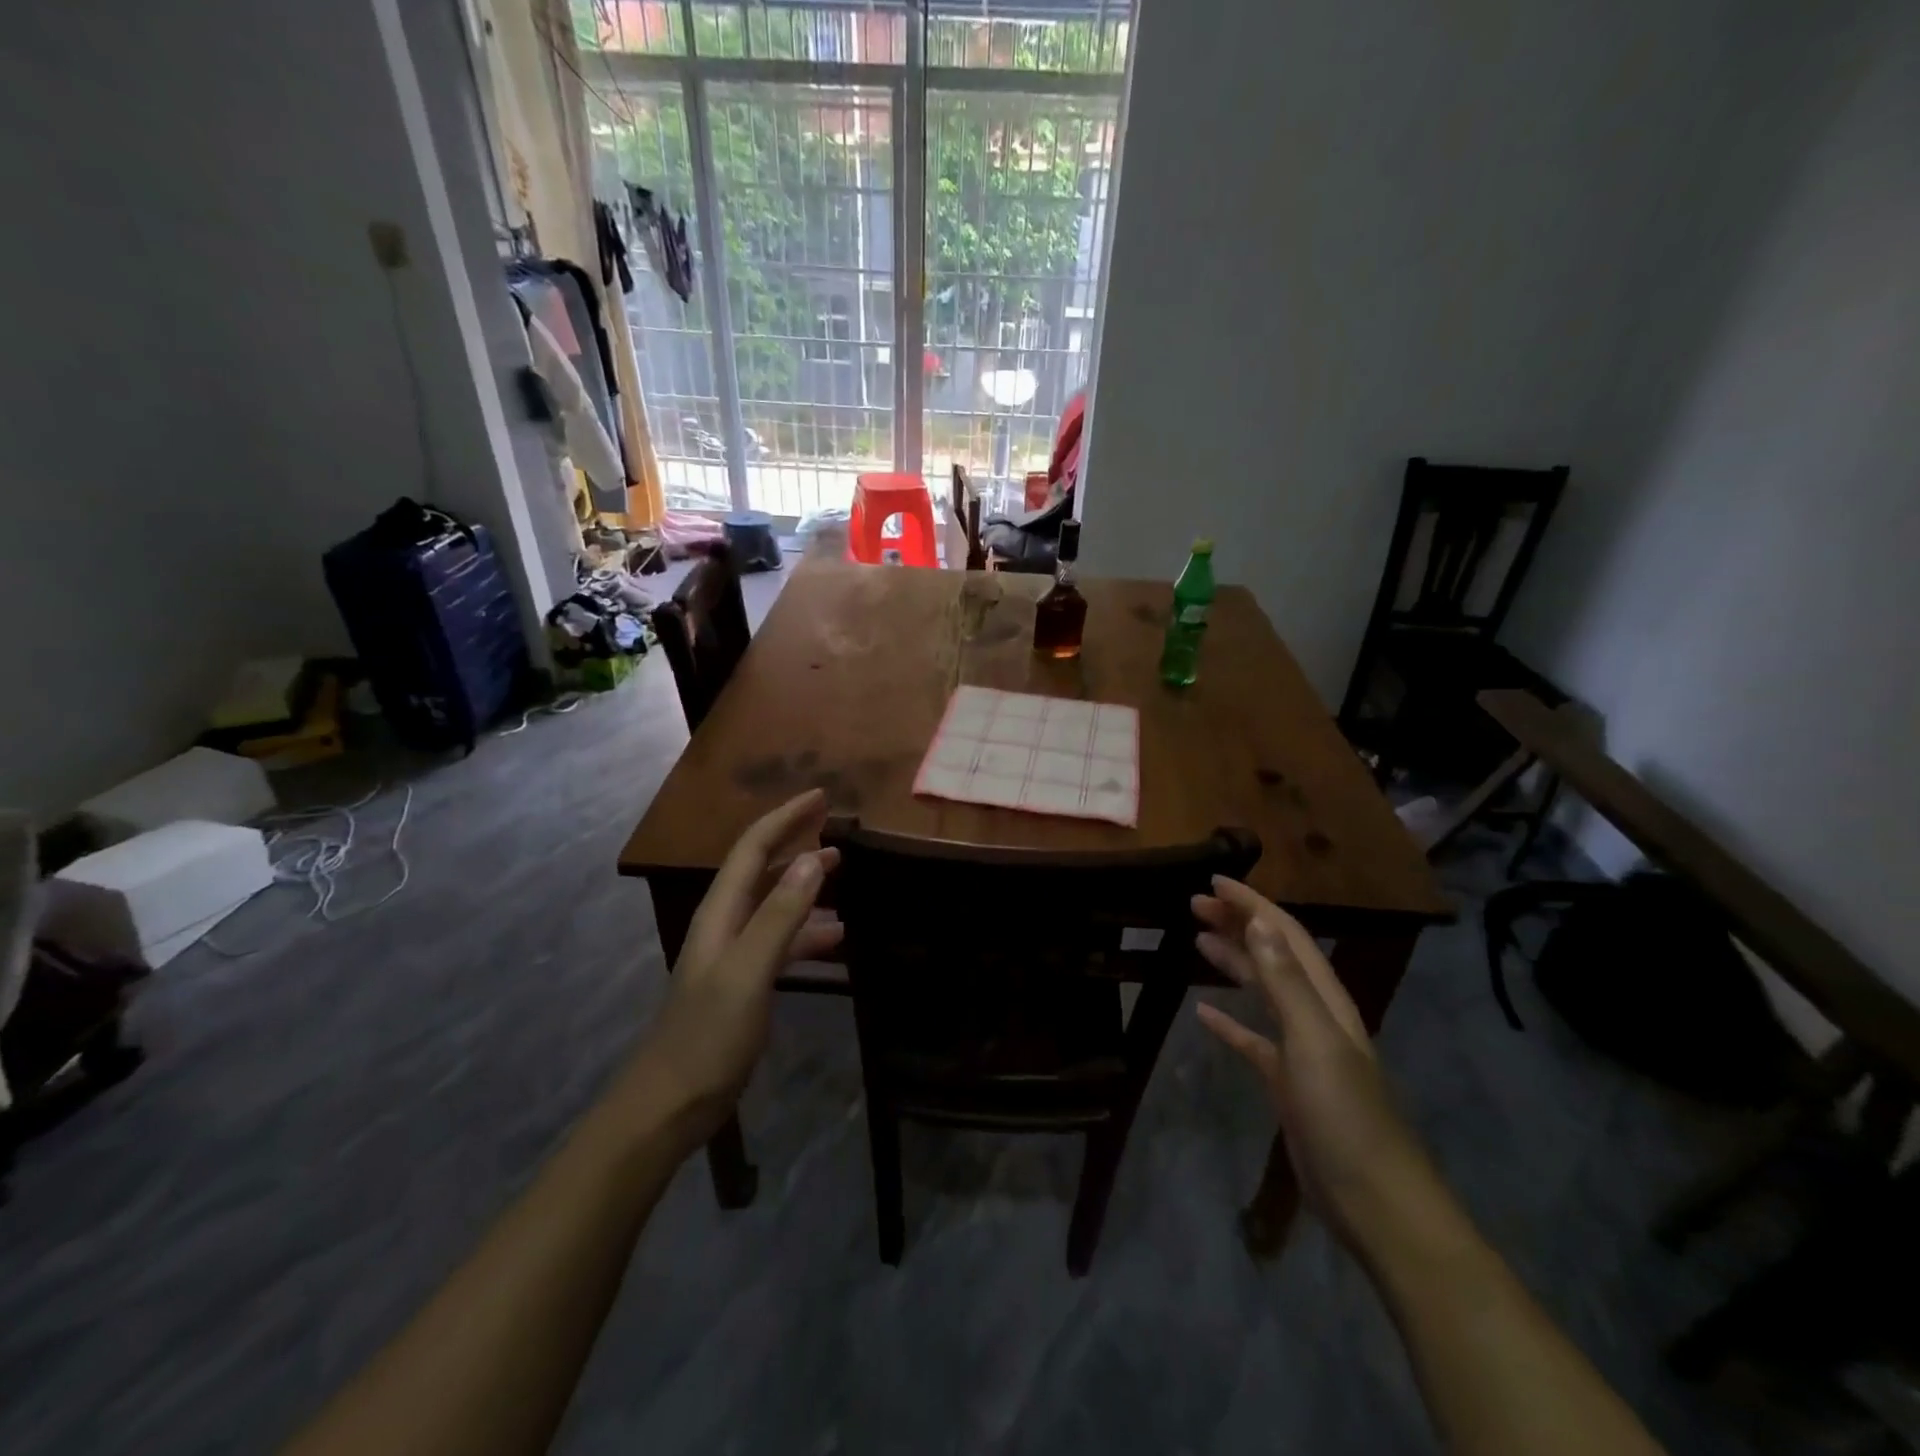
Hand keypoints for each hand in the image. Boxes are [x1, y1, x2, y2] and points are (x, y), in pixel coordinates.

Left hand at [632, 790, 842, 1139]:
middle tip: (840, 831)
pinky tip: (837, 939)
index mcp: (721, 912)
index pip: (753, 847)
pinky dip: (808, 932)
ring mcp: (734, 955)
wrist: (669, 1105)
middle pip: (763, 869)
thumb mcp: (749, 971)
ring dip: (807, 886)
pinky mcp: (744, 984)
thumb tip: (813, 858)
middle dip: (797, 843)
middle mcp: (725, 923)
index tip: (822, 797)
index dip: (786, 818)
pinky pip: (781, 942)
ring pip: (775, 905)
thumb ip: (781, 914)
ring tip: (845, 876)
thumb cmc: (707, 1036)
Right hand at [1193, 878, 1436, 1248]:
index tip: (1213, 882)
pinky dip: (1230, 1021)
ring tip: (1197, 939)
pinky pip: (1253, 1040)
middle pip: (1273, 955)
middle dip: (1237, 924)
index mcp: (1324, 1000)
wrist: (1374, 1202)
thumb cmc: (1344, 1116)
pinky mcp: (1287, 1083)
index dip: (1251, 905)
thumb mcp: (1314, 1042)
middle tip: (1194, 904)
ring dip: (1233, 961)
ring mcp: (1301, 1050)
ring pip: (1263, 991)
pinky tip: (1204, 1013)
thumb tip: (1259, 922)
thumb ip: (1286, 983)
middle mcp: (1314, 1015)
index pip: (1285, 936)